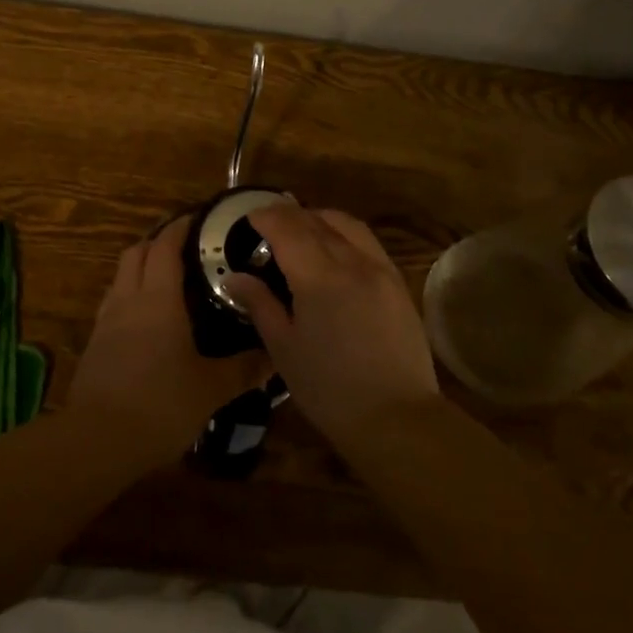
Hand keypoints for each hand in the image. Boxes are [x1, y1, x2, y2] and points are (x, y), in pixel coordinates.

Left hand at [68, 218, 270, 470]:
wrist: (98, 439)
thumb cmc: (160, 404)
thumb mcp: (211, 389)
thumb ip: (244, 370)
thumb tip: (275, 356)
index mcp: (159, 299)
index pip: (166, 246)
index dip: (181, 226)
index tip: (199, 217)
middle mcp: (129, 299)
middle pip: (137, 252)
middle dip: (158, 239)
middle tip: (186, 243)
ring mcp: (106, 320)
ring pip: (121, 275)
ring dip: (141, 264)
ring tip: (167, 275)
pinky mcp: (95, 342)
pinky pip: (113, 301)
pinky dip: (130, 293)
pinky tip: (146, 316)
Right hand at [224, 204, 439, 448]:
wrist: (396, 417)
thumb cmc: (329, 389)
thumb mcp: (284, 348)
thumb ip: (260, 304)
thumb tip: (234, 277)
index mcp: (318, 277)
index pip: (288, 228)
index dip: (266, 217)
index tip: (249, 218)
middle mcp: (352, 262)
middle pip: (316, 222)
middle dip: (289, 215)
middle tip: (268, 223)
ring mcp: (380, 270)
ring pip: (347, 225)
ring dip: (319, 218)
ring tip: (301, 229)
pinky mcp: (398, 283)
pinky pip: (367, 242)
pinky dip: (344, 233)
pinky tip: (334, 250)